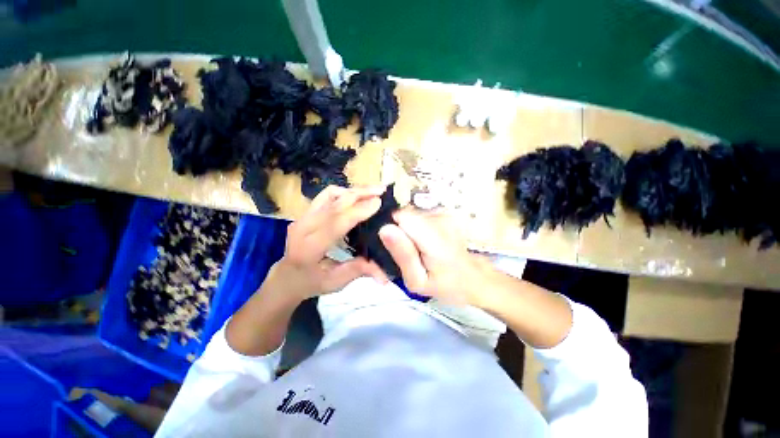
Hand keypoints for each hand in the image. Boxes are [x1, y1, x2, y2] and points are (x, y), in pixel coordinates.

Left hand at [272, 185, 388, 299]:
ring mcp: (303, 216)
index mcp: (309, 248)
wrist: (287, 276)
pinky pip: (326, 195)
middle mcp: (303, 227)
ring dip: (353, 190)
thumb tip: (385, 271)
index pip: (335, 223)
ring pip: (329, 194)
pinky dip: (344, 192)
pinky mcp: (306, 212)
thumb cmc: (312, 282)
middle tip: (381, 191)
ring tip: (372, 191)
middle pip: (333, 203)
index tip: (378, 202)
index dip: (357, 211)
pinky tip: (357, 196)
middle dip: (359, 194)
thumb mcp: (336, 283)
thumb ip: (359, 271)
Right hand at [378, 208, 494, 305]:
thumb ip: (403, 255)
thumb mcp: (417, 280)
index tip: (393, 248)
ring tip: (417, 252)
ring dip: (408, 233)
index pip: (400, 216)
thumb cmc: (446, 285)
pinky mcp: (444, 214)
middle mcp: (439, 219)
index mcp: (433, 237)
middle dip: (399, 233)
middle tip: (406, 255)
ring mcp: (443, 215)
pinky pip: (419, 218)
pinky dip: (418, 230)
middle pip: (404, 216)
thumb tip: (385, 229)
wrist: (473, 278)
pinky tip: (425, 245)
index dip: (392, 231)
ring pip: (411, 217)